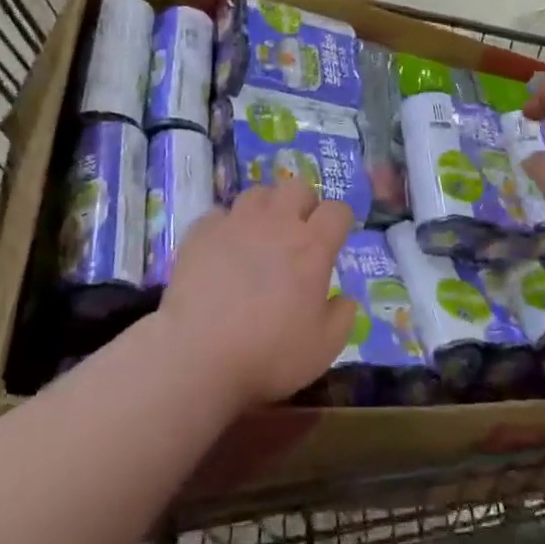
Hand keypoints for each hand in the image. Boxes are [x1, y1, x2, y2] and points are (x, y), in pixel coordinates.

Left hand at [159, 176, 356, 408]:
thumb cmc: (268, 354)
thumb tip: (346, 298)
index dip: (340, 221)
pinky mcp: (202, 231)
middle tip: (298, 231)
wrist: (199, 356)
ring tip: (259, 234)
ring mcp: (236, 222)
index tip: (336, 237)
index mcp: (312, 246)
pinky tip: (222, 249)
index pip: (337, 211)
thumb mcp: (323, 348)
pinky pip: (220, 214)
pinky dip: (226, 227)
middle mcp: (276, 223)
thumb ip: (342, 318)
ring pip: (257, 193)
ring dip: (265, 208)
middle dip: (303, 203)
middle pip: (297, 187)